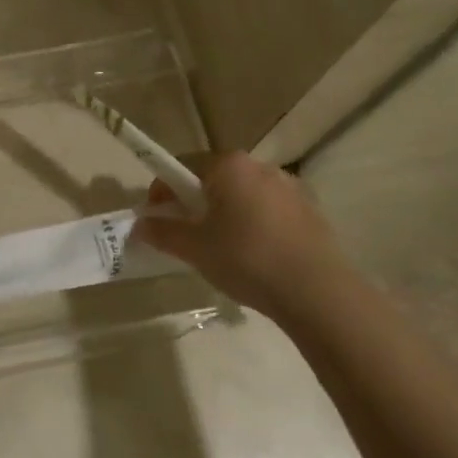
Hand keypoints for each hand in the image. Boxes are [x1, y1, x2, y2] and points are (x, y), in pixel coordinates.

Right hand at [134, 153, 347, 321]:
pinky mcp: (311, 211)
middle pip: (214, 179)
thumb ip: (163, 232)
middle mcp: (260, 166)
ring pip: (244, 195)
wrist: (319, 292)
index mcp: (228, 165)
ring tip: (223, 250)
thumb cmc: (247, 258)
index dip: (164, 191)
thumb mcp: (195, 248)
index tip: (158, 218)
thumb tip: (139, 225)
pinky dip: (256, 226)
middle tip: (188, 235)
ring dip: (227, 214)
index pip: (182, 166)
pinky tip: (256, 257)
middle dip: (196, 202)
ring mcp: (290, 187)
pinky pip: (270, 211)